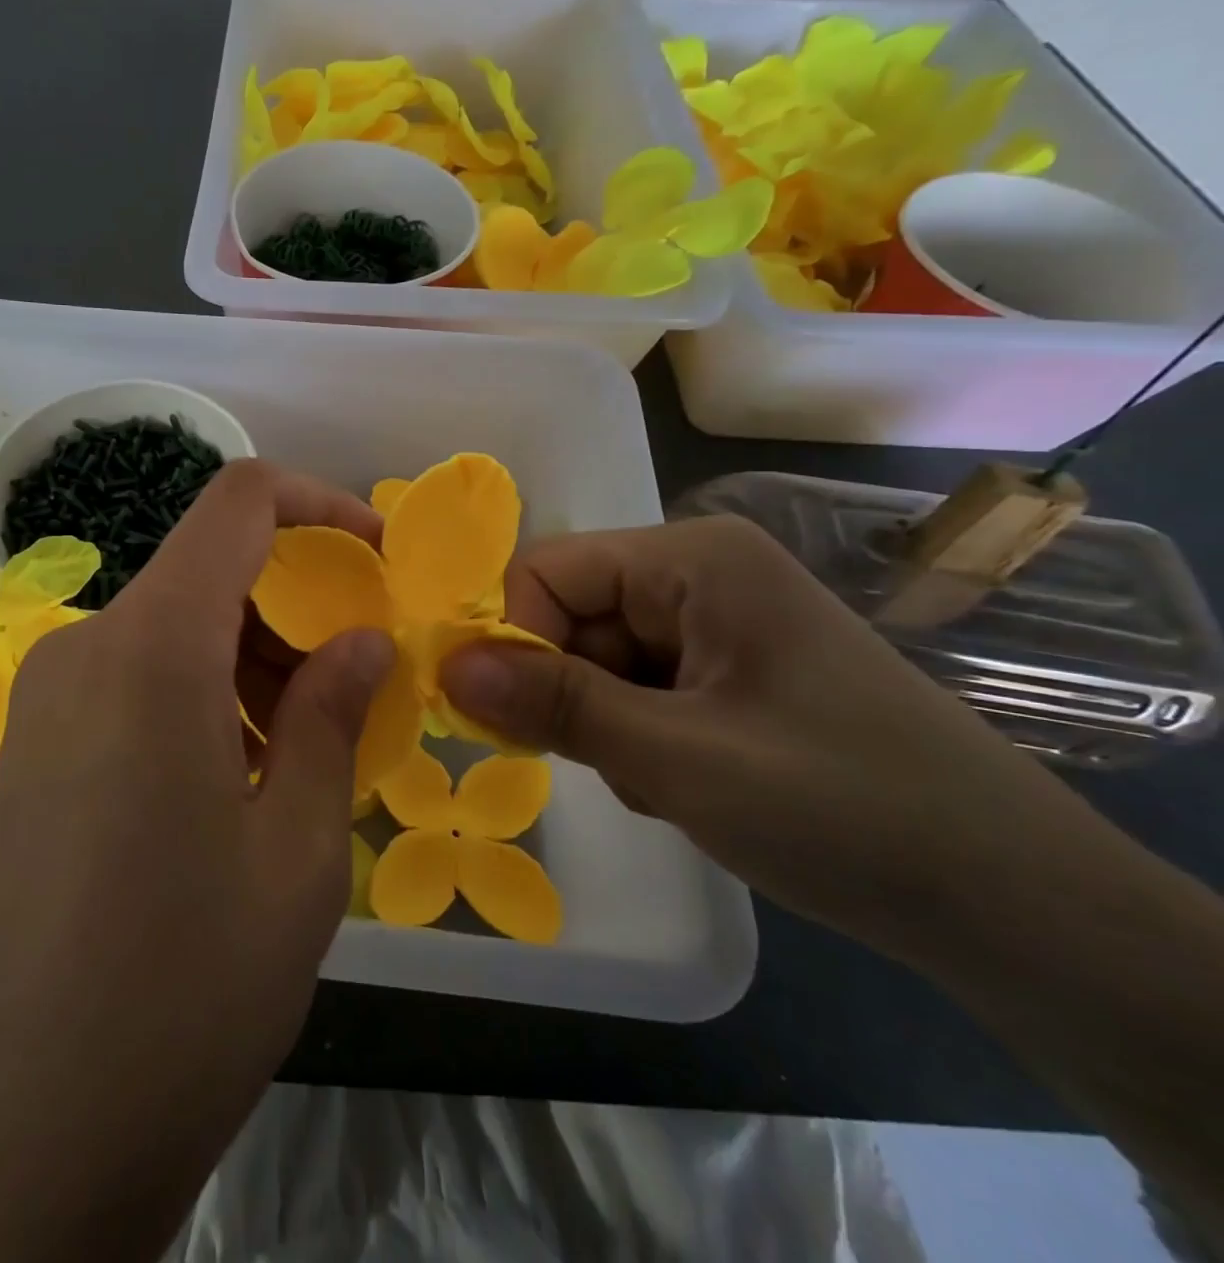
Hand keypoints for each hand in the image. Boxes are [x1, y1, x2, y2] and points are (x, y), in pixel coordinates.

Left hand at [0, 460, 393, 1262]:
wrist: (17, 1134)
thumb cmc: (183, 988)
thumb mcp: (299, 852)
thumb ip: (335, 718)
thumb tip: (362, 640)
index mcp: (152, 648)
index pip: (238, 502)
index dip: (319, 504)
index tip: (377, 557)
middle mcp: (86, 647)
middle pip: (208, 571)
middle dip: (294, 605)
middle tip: (356, 687)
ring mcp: (48, 697)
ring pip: (174, 627)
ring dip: (251, 658)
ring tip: (305, 751)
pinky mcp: (34, 746)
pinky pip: (135, 677)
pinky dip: (202, 693)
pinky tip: (238, 778)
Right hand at [438, 514, 1098, 957]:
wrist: (1015, 905)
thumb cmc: (845, 809)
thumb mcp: (679, 759)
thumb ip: (556, 705)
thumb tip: (447, 667)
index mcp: (692, 558)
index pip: (546, 571)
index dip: (514, 639)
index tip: (515, 719)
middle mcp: (697, 574)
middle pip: (569, 616)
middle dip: (570, 694)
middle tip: (616, 765)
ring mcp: (714, 623)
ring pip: (594, 660)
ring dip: (604, 725)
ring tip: (667, 781)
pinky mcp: (724, 671)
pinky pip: (634, 688)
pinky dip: (637, 738)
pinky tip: (688, 783)